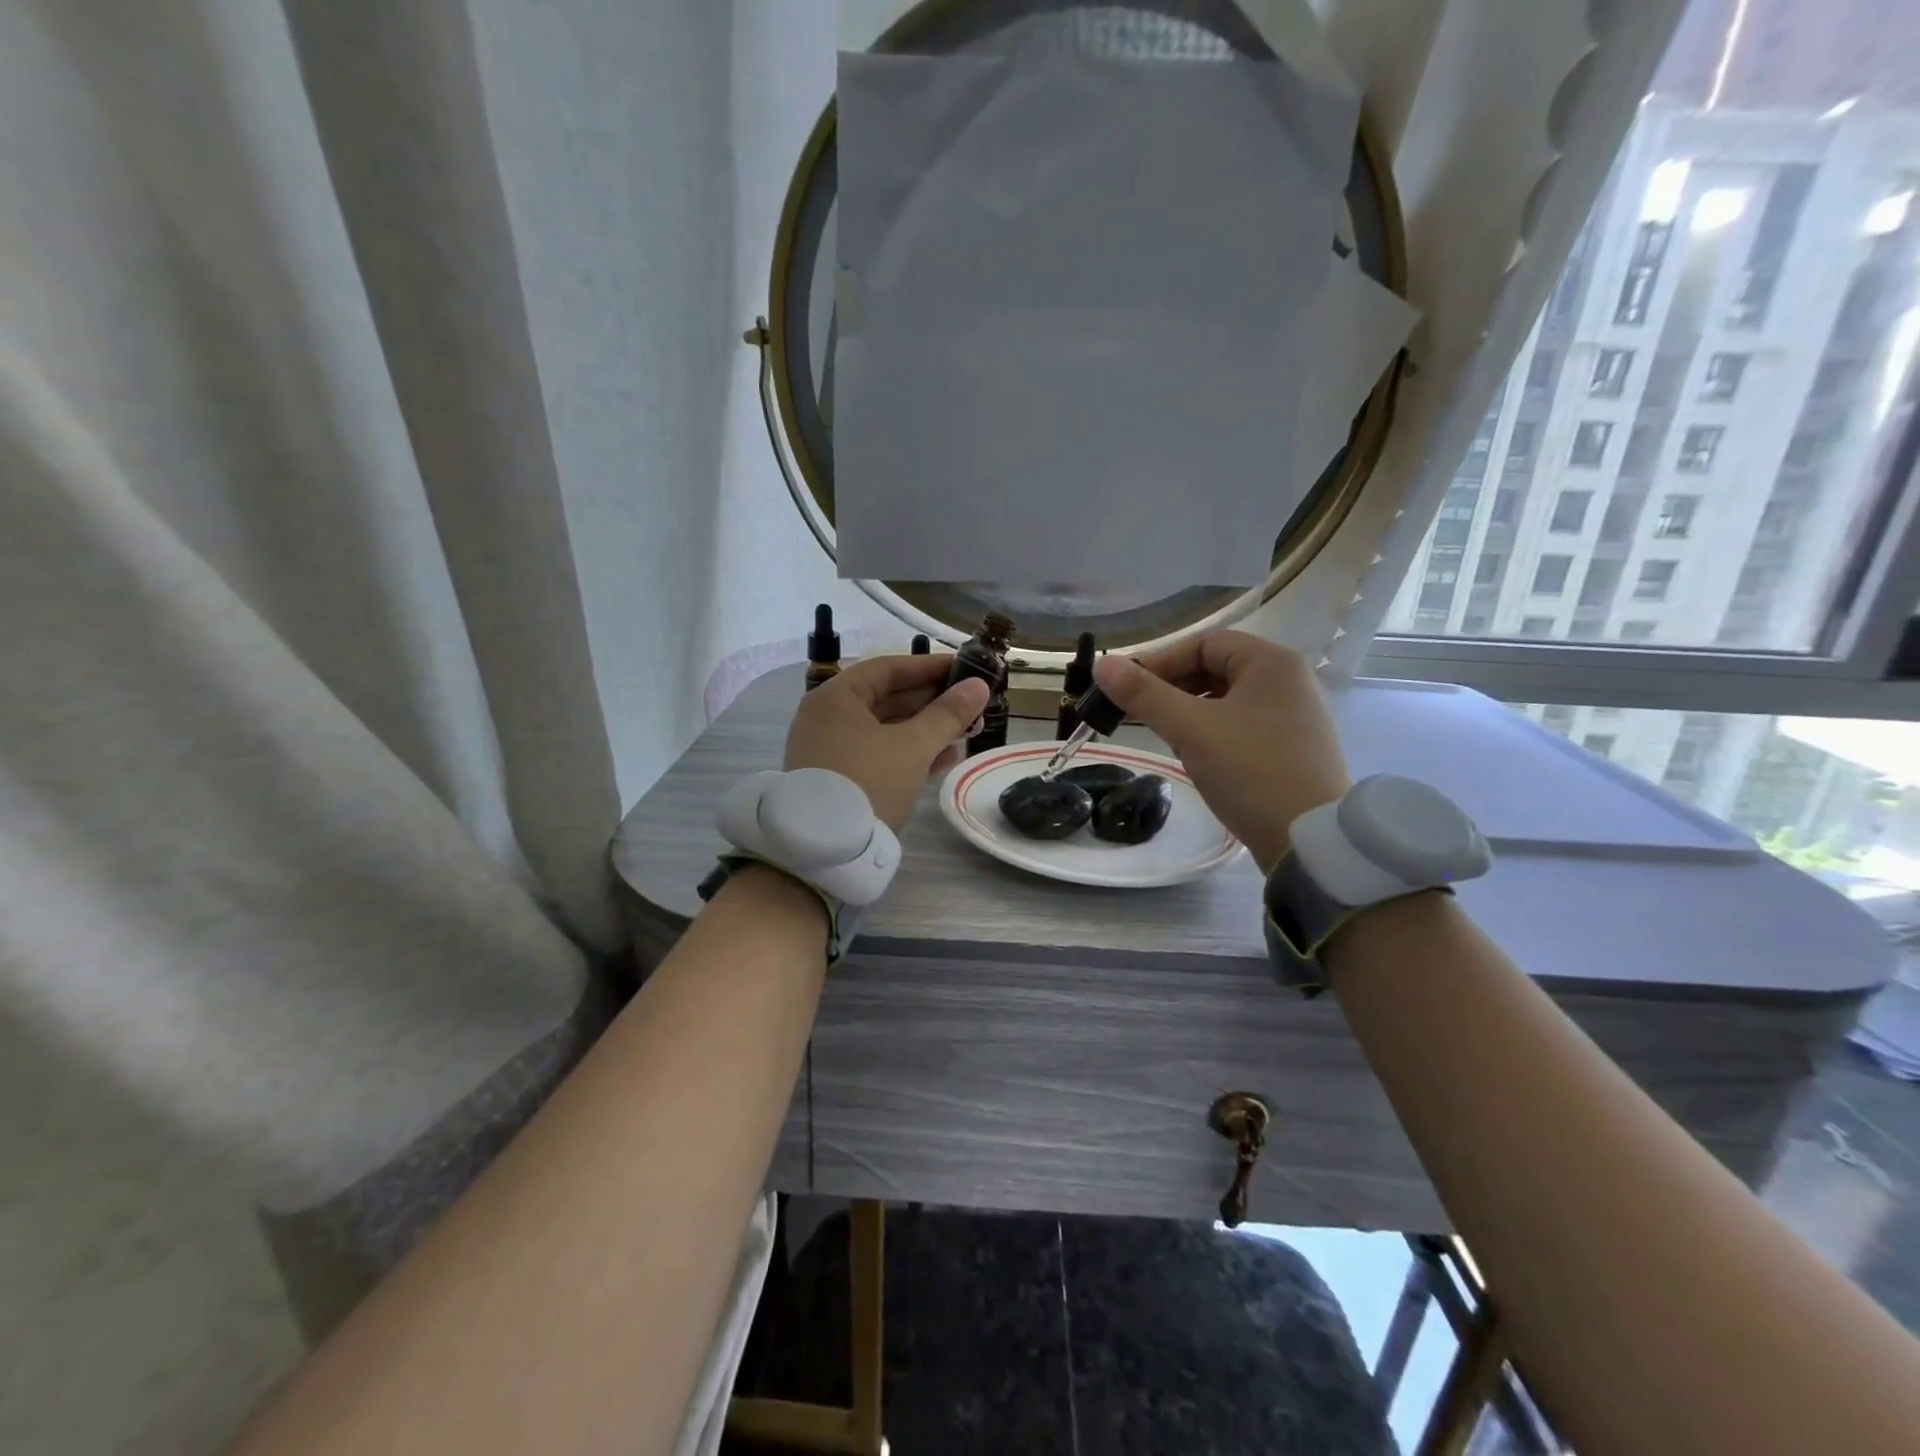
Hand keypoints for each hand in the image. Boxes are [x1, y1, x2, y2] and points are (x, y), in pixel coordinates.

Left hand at [784, 655, 988, 831]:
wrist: (826, 852)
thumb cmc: (869, 783)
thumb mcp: (914, 747)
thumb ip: (948, 714)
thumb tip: (978, 686)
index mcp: (836, 697)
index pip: (889, 669)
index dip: (930, 667)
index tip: (966, 670)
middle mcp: (827, 717)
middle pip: (887, 698)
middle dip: (933, 703)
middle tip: (973, 707)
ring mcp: (829, 749)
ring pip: (886, 729)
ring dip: (926, 730)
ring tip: (967, 734)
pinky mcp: (838, 777)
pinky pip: (877, 753)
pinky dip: (908, 752)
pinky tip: (943, 759)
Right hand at [1093, 632, 1349, 872]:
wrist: (1309, 841)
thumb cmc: (1251, 771)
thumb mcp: (1191, 729)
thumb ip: (1144, 694)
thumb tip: (1102, 665)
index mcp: (1271, 662)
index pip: (1204, 643)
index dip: (1160, 661)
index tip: (1127, 689)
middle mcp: (1287, 681)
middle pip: (1215, 669)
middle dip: (1171, 687)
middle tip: (1136, 712)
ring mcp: (1292, 716)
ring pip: (1225, 699)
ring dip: (1187, 710)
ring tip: (1159, 733)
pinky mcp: (1289, 748)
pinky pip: (1240, 724)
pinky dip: (1209, 730)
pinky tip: (1192, 753)